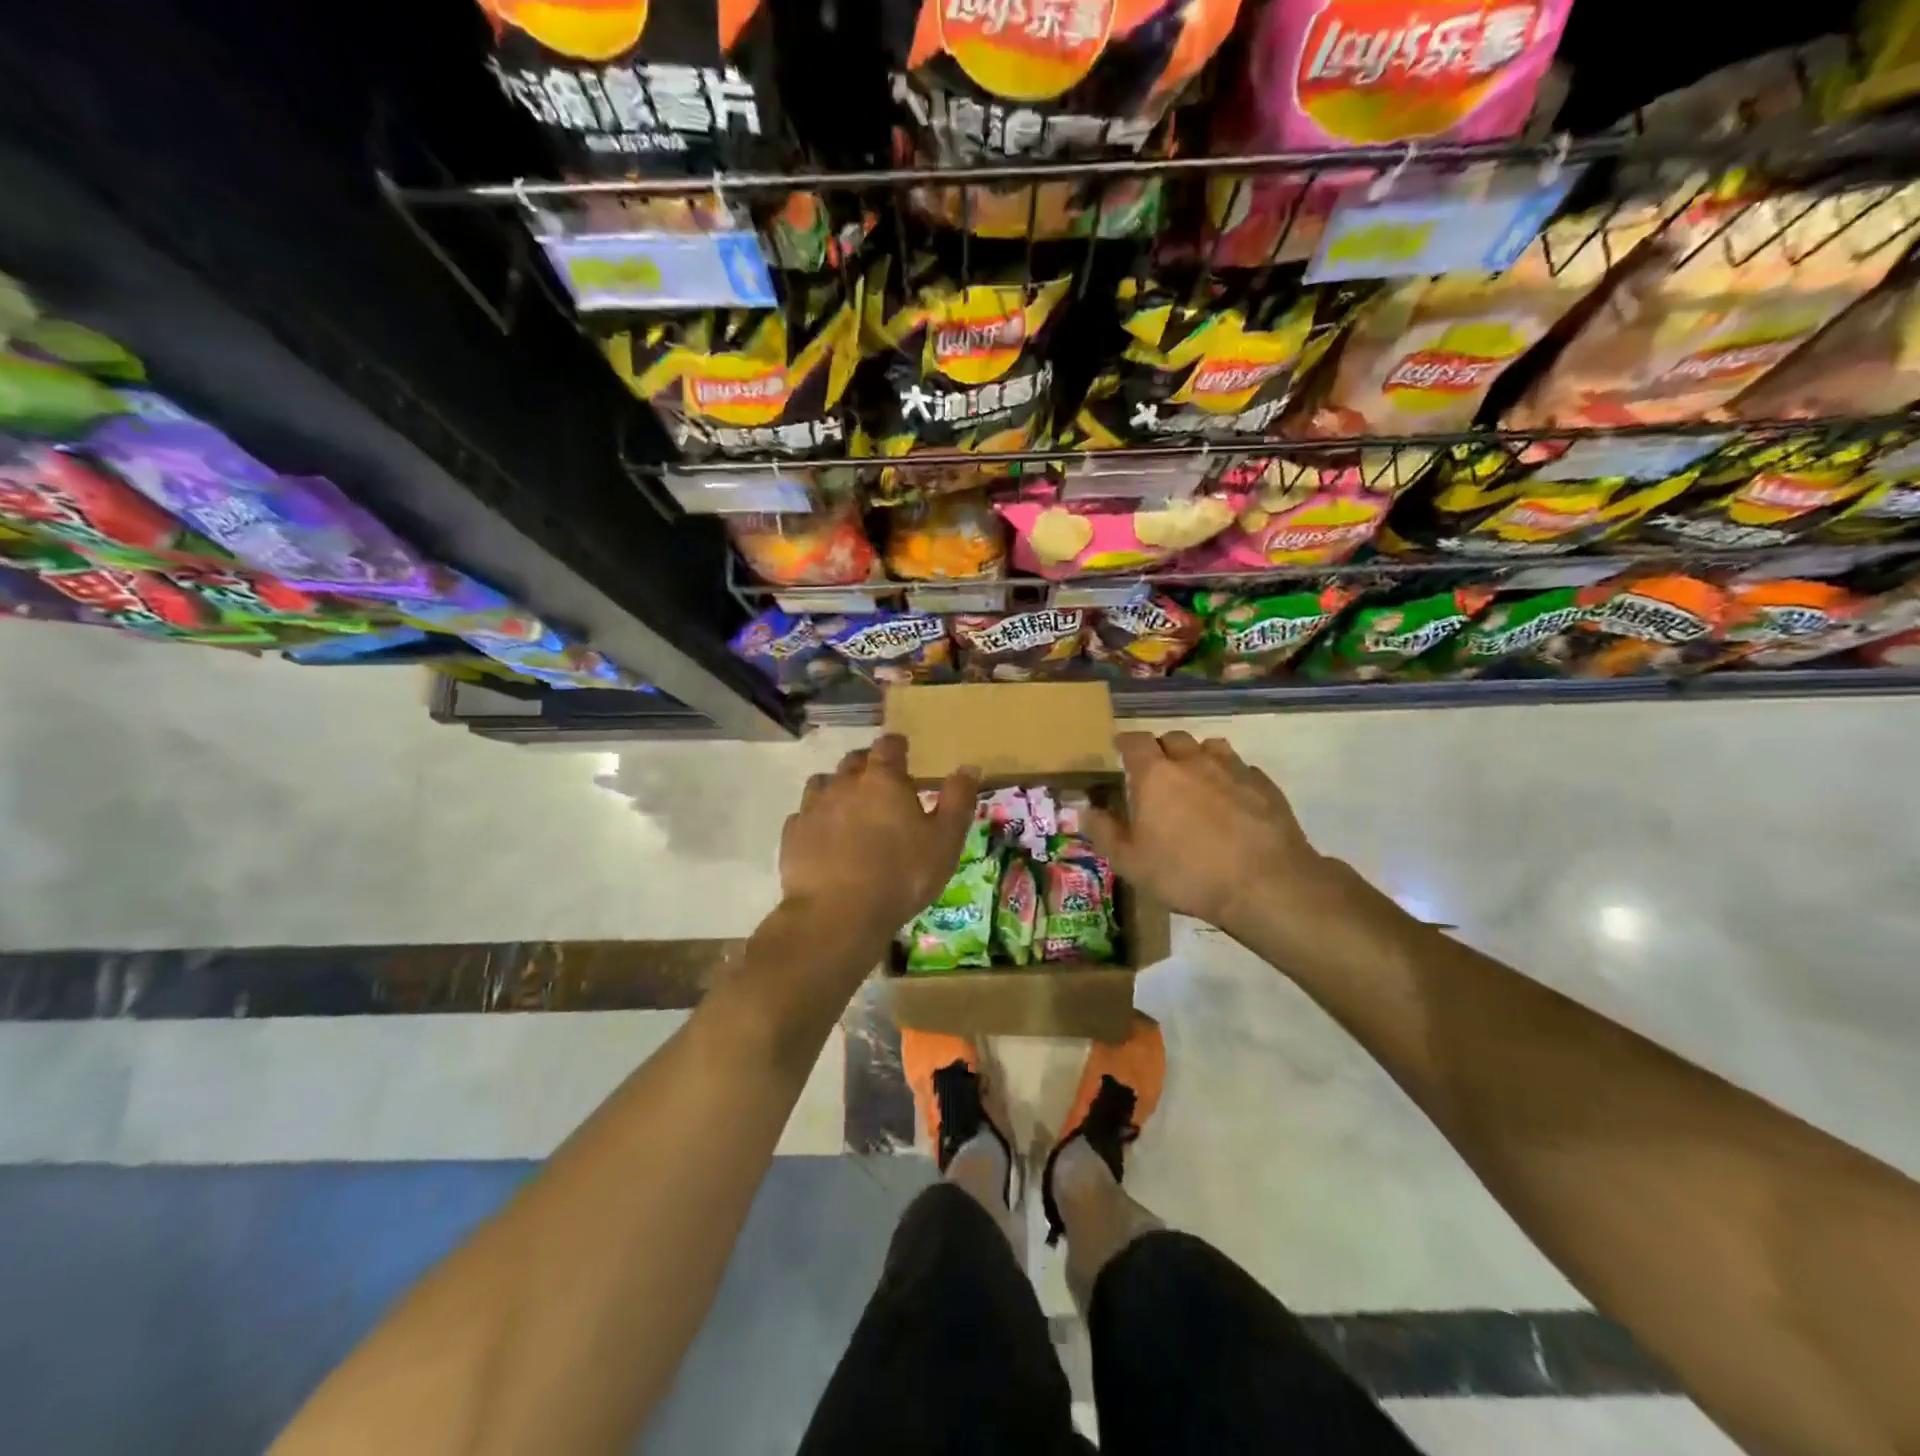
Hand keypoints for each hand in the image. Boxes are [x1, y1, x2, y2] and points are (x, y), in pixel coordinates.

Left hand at [780, 734, 979, 942]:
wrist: (837, 914)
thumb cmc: (901, 875)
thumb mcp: (944, 841)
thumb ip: (958, 801)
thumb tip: (969, 767)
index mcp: (883, 780)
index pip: (888, 746)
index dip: (897, 745)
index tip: (903, 750)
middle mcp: (844, 784)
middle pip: (854, 760)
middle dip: (868, 764)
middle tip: (880, 781)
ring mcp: (814, 808)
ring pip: (823, 783)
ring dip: (837, 788)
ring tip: (849, 806)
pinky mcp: (792, 835)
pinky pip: (803, 815)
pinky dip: (815, 819)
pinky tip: (823, 836)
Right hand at [1086, 731, 1339, 937]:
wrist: (1264, 884)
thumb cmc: (1187, 873)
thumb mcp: (1131, 863)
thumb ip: (1104, 833)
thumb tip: (1085, 810)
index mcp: (1155, 774)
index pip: (1134, 741)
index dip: (1125, 743)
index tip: (1120, 750)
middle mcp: (1193, 761)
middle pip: (1173, 738)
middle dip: (1161, 749)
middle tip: (1157, 771)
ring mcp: (1233, 769)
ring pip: (1210, 747)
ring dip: (1198, 757)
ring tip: (1196, 780)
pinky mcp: (1264, 784)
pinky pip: (1241, 769)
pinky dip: (1230, 777)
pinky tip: (1232, 801)